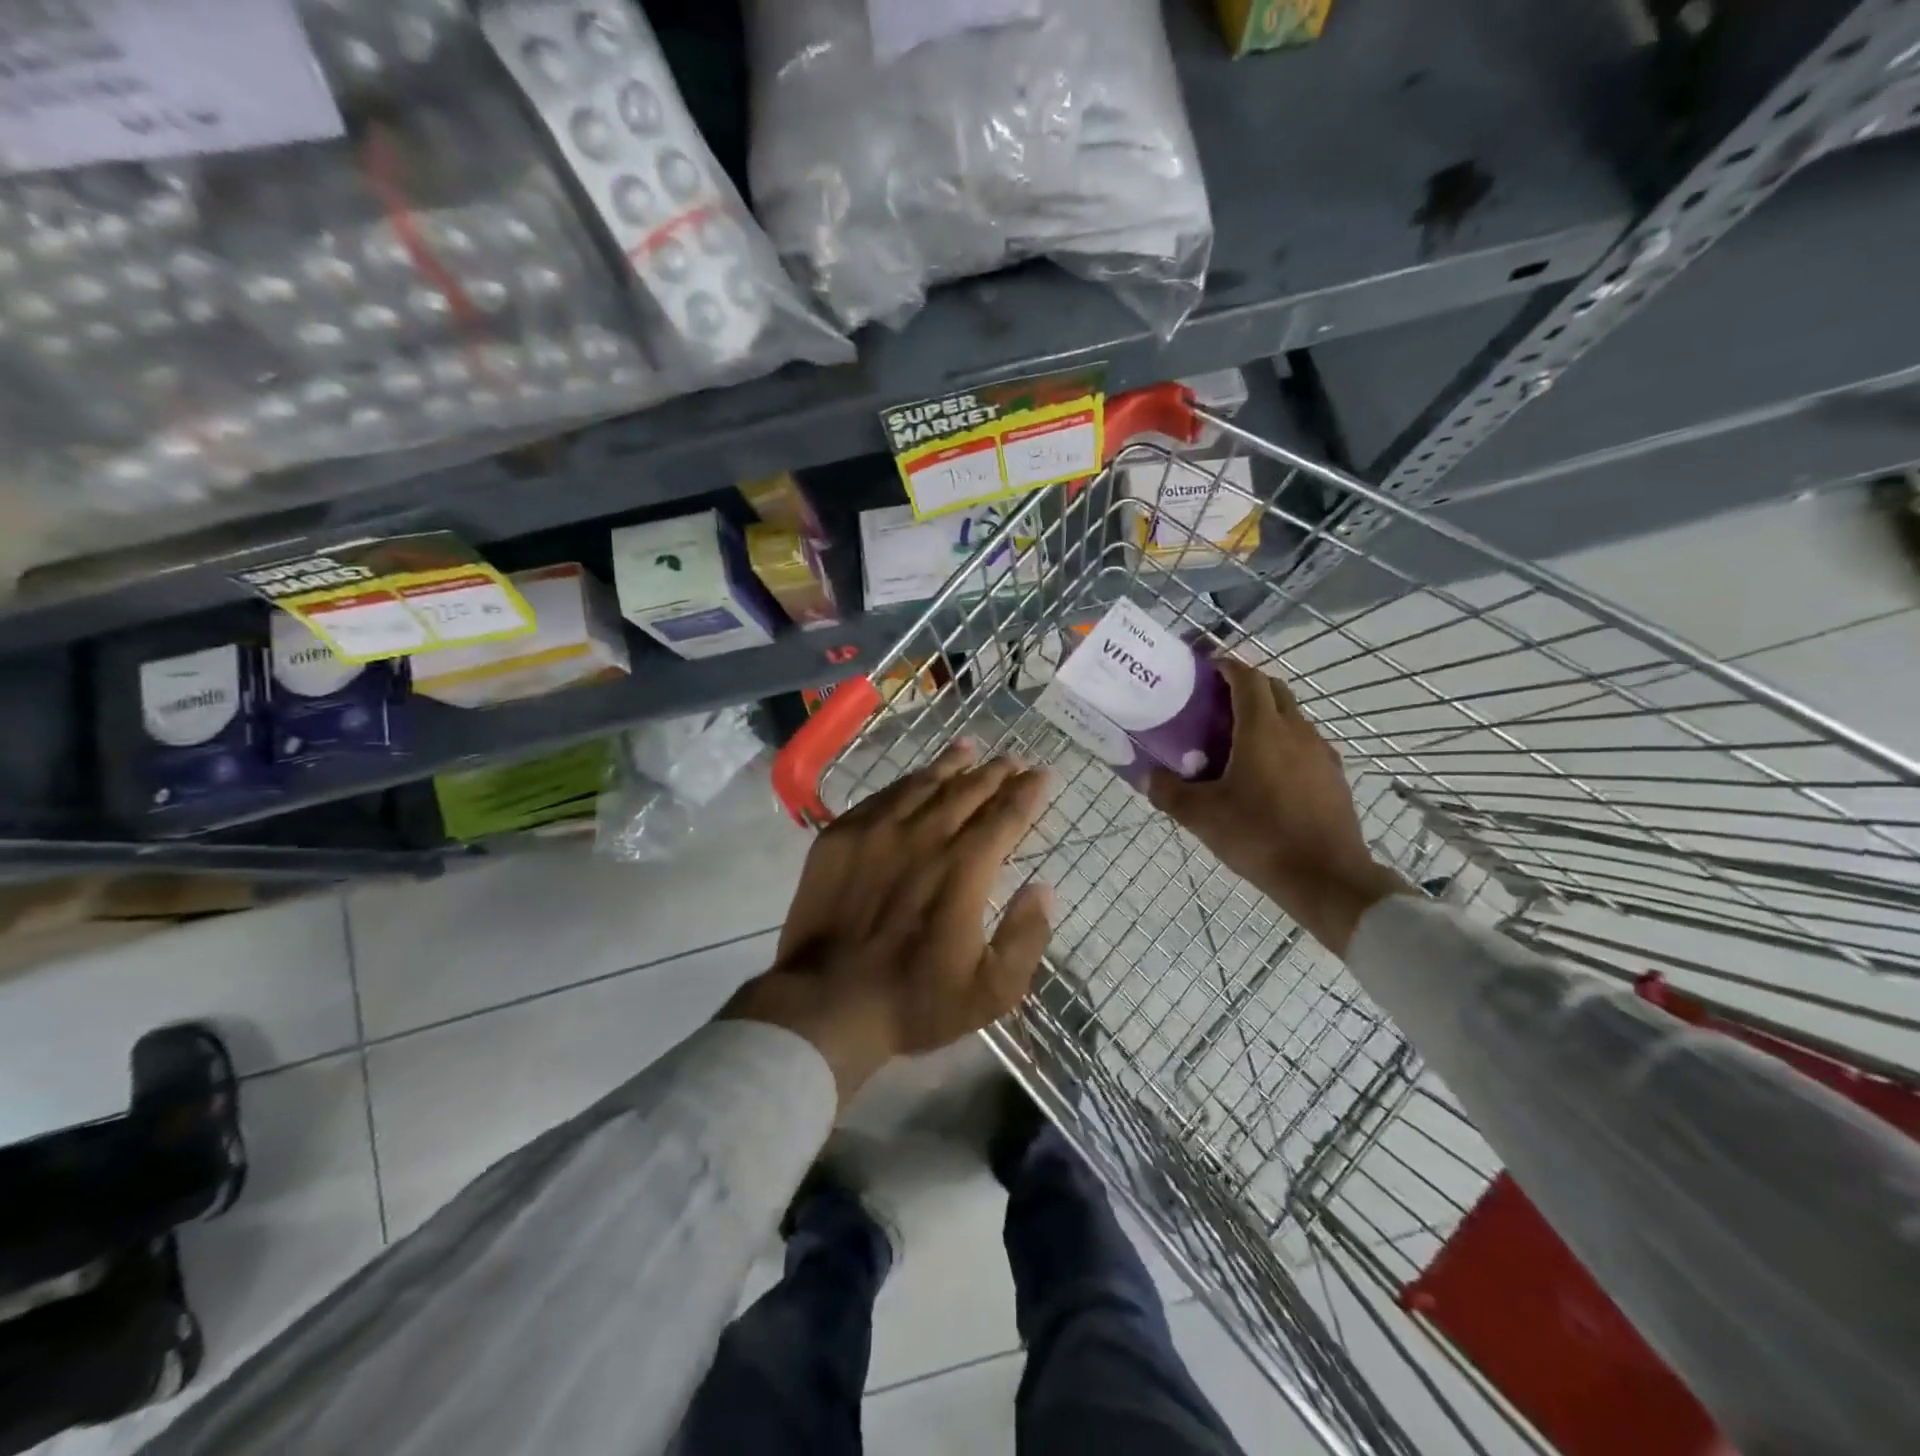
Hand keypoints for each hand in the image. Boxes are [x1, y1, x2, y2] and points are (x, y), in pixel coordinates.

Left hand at [723, 742, 1053, 1100]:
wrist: (825, 1003)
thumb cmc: (915, 1001)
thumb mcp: (992, 990)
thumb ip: (1026, 936)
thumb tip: (1043, 887)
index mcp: (965, 868)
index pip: (1005, 815)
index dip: (1027, 792)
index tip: (1041, 774)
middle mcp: (925, 836)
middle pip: (968, 790)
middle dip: (995, 772)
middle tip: (1011, 760)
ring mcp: (878, 831)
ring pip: (924, 783)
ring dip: (951, 764)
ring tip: (969, 749)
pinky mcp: (841, 835)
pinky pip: (882, 796)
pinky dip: (907, 782)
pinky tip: (915, 778)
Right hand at [1147, 658, 1402, 954]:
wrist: (1326, 878)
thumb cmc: (1259, 837)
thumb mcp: (1202, 816)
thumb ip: (1169, 792)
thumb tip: (1148, 776)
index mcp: (1262, 729)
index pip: (1247, 678)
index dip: (1226, 666)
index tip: (1206, 670)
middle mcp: (1296, 731)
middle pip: (1274, 690)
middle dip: (1247, 686)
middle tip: (1217, 703)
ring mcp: (1321, 753)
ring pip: (1292, 718)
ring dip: (1267, 716)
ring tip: (1237, 741)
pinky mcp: (1334, 777)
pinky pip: (1305, 745)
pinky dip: (1284, 744)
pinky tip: (1267, 775)